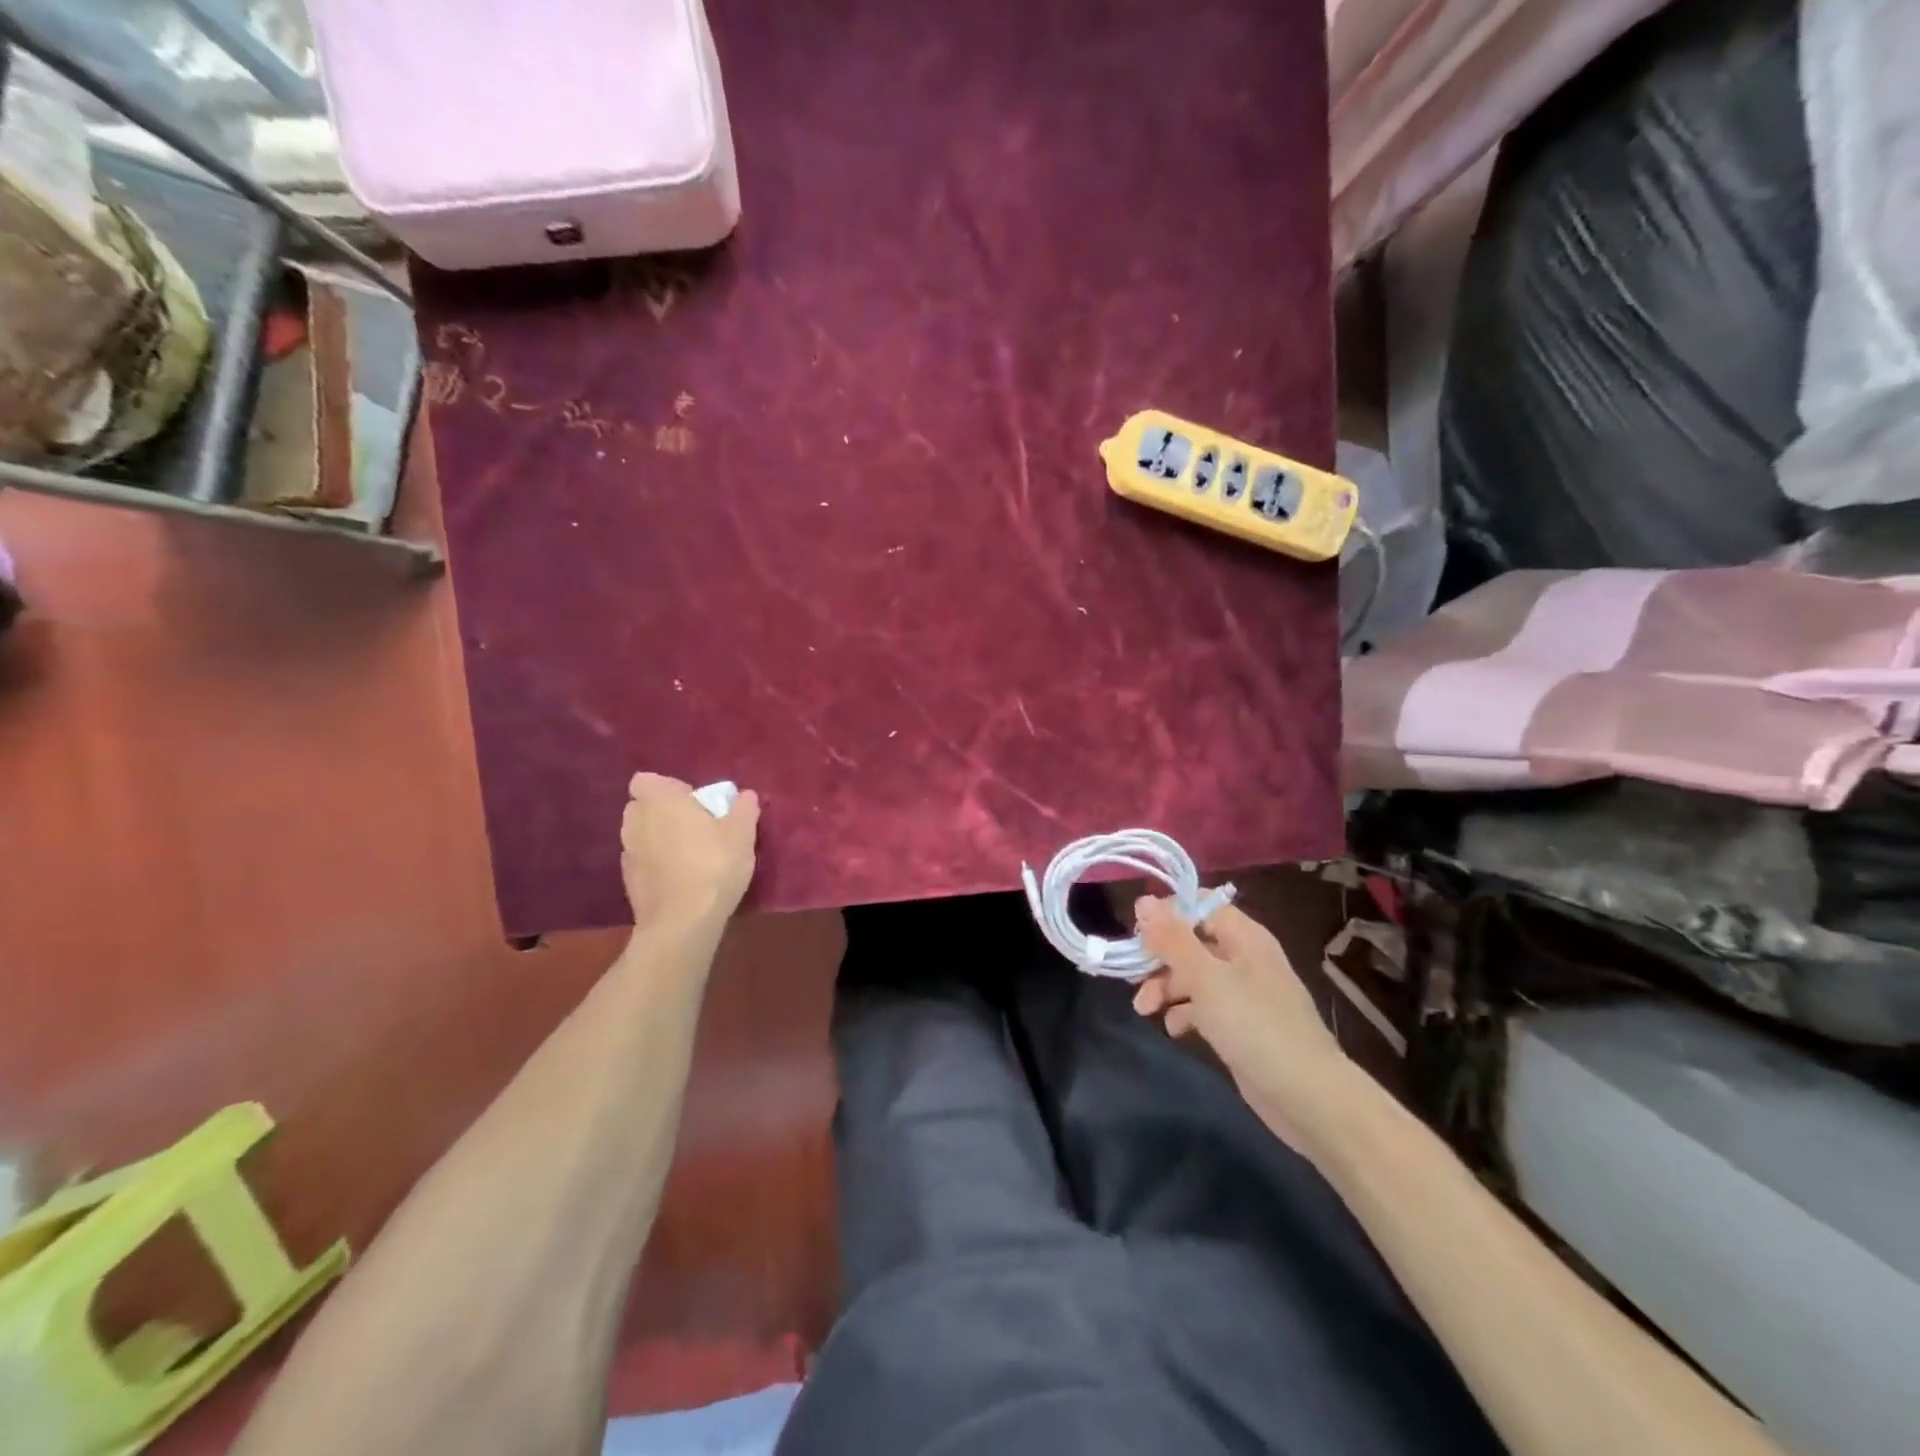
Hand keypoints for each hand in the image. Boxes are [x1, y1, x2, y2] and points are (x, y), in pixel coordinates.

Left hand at [620, 773, 760, 932]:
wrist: (682, 922)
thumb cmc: (714, 865)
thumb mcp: (742, 834)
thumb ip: (743, 809)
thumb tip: (745, 795)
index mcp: (660, 801)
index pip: (646, 780)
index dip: (669, 787)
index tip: (693, 802)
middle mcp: (636, 822)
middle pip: (643, 806)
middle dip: (663, 811)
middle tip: (695, 826)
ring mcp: (627, 853)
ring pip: (641, 834)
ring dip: (659, 838)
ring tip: (689, 854)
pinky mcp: (627, 881)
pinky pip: (642, 861)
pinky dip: (656, 864)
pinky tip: (680, 878)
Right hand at [1131, 896, 1356, 1155]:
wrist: (1308, 1097)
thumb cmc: (1255, 1026)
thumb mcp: (1205, 978)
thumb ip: (1172, 939)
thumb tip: (1143, 901)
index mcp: (1244, 937)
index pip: (1200, 905)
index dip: (1167, 913)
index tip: (1137, 933)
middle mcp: (1244, 958)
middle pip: (1192, 942)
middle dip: (1160, 958)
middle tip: (1134, 978)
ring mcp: (1244, 994)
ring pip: (1194, 976)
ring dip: (1166, 987)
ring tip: (1145, 1011)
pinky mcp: (1241, 1025)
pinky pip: (1204, 1007)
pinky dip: (1185, 1012)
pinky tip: (1174, 1029)